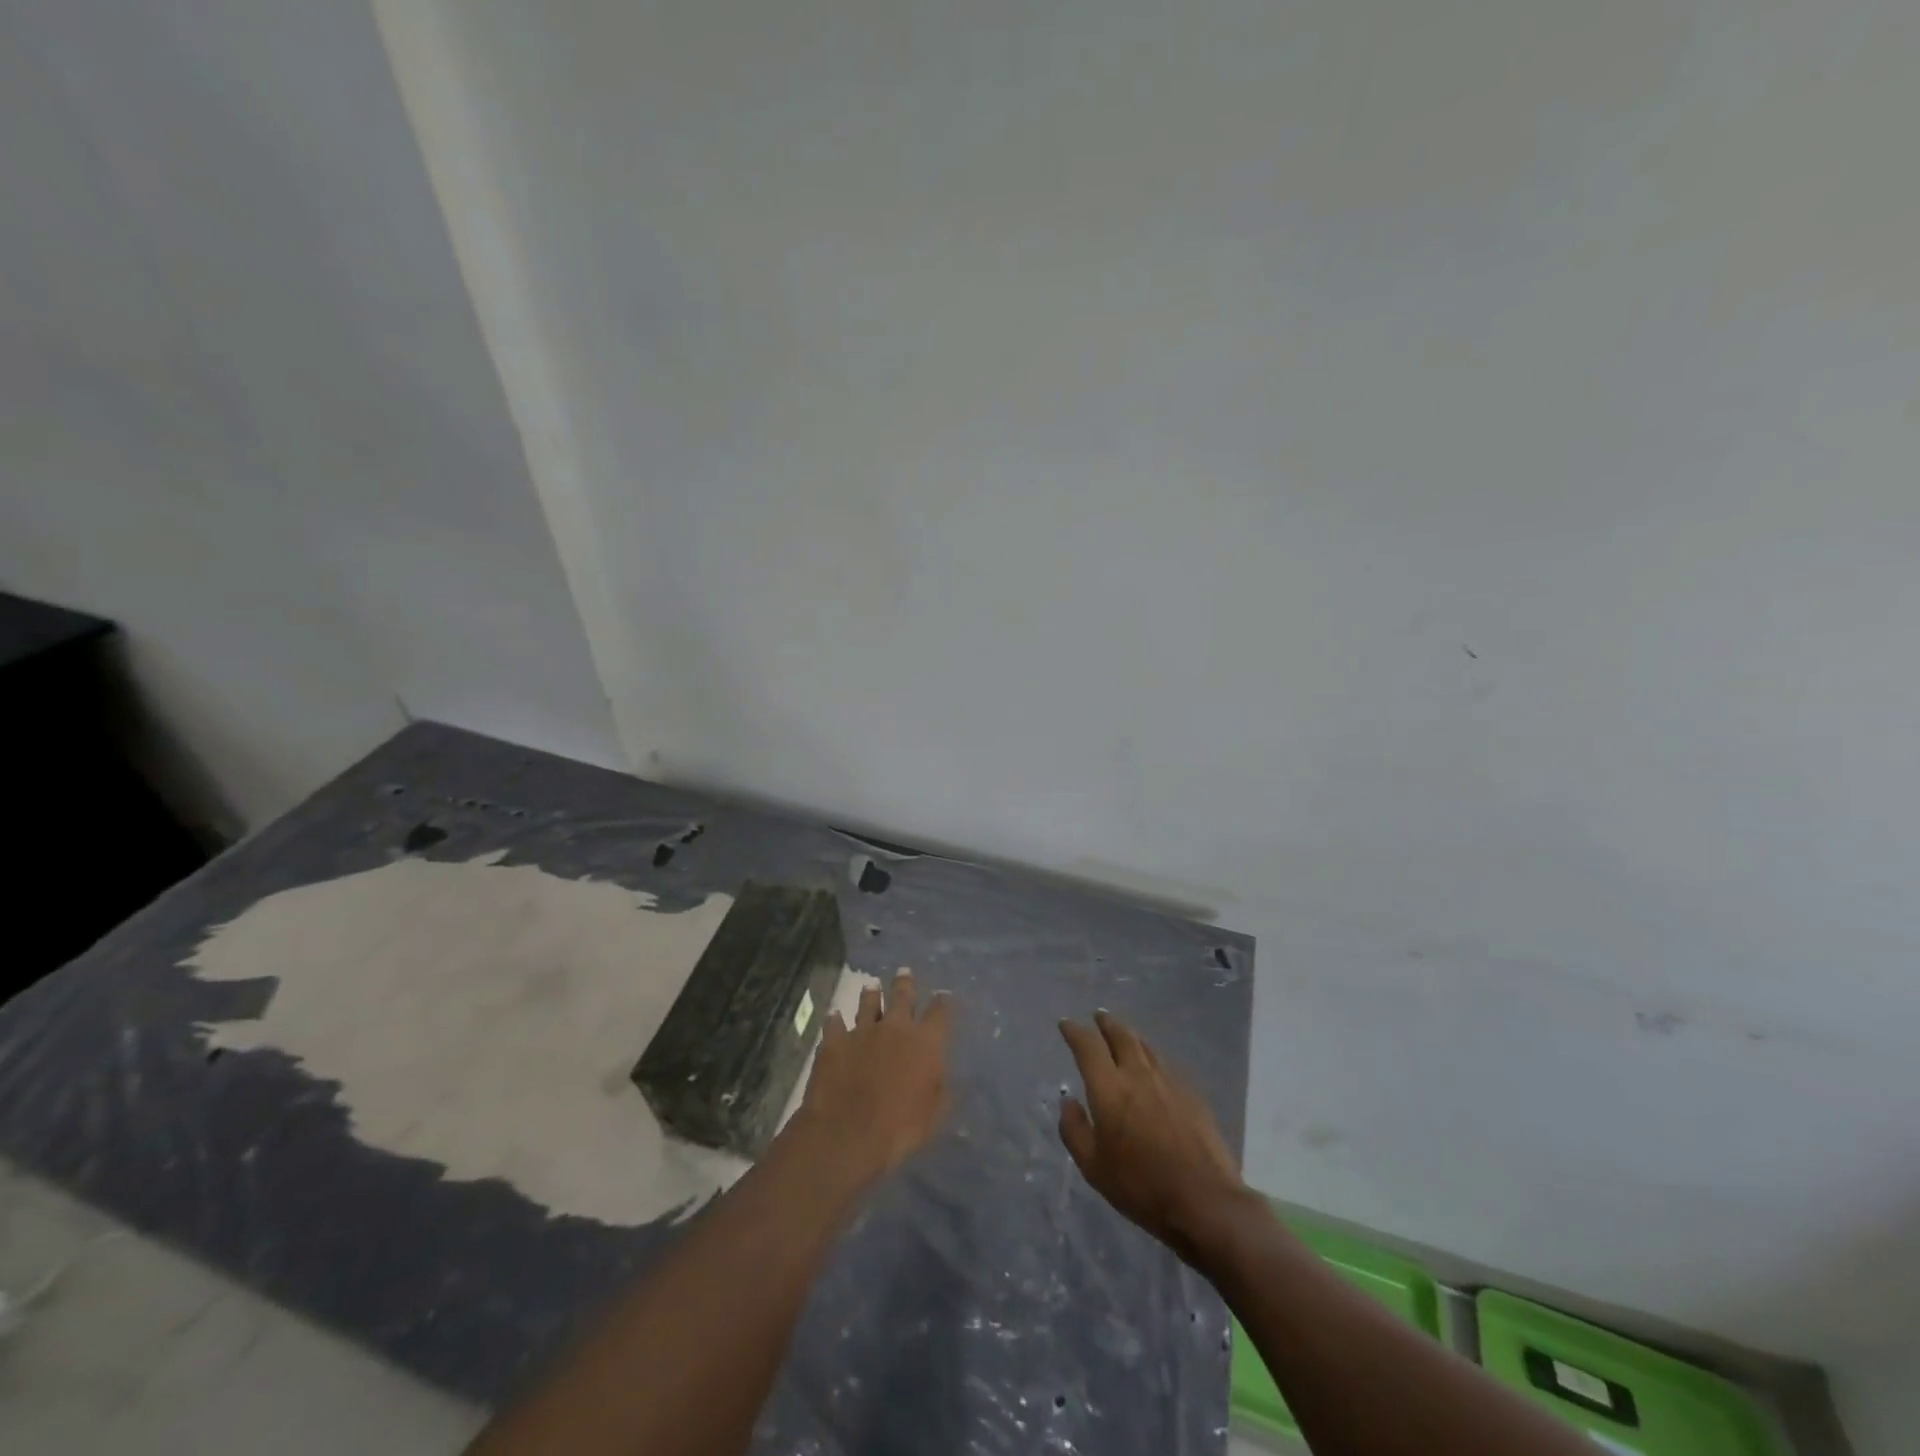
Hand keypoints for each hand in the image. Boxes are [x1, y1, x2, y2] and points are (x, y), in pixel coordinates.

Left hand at [796, 970, 951, 1184]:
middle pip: (902, 996)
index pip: (939, 1013)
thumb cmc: (900, 1128)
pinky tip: (834, 1015)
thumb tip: (944, 1076)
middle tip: (904, 972)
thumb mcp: (935, 1114)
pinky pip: (835, 1024)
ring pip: (868, 1003)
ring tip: (871, 985)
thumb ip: (941, 1089)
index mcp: (925, 1042)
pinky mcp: (834, 1042)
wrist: (848, 1133)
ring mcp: (862, 1031)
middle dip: (905, 983)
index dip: (942, 1003)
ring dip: (871, 994)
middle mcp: (895, 1028)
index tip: (943, 995)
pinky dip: (835, 1019)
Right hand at [1059, 1012, 1246, 1264]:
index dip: (1075, 1031)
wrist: (1205, 1201)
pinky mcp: (1191, 1094)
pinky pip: (1164, 1064)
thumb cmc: (1141, 1186)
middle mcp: (1138, 1075)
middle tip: (1098, 1016)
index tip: (1066, 1024)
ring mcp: (1168, 1082)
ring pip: (1145, 1046)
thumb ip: (1074, 1130)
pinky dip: (1151, 1057)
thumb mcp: (1094, 1167)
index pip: (1088, 1046)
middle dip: (1106, 1023)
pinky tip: (1152, 1066)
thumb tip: (1068, 1101)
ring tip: (1123, 1033)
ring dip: (1130, 1035)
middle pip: (1121, 1035)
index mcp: (1109, 1088)